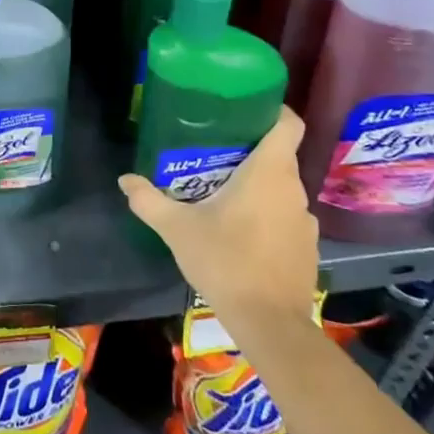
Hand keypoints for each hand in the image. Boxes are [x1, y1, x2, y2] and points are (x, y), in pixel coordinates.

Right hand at [118, 108, 320, 325]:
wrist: (269, 323)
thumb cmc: (225, 261)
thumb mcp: (177, 229)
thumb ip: (149, 200)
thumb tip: (125, 180)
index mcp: (269, 172)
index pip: (288, 124)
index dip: (273, 111)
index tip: (248, 110)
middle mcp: (293, 189)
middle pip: (280, 155)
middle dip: (251, 151)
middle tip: (216, 154)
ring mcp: (305, 220)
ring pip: (283, 188)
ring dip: (260, 187)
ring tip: (226, 195)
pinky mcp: (308, 247)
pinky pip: (287, 217)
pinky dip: (269, 216)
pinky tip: (244, 233)